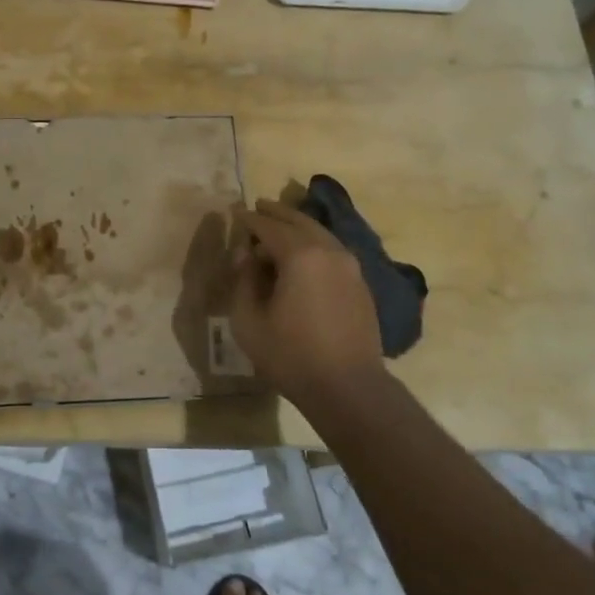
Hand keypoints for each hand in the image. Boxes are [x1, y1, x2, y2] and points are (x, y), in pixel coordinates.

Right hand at [229, 198, 385, 406]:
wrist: (348, 387)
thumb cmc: (291, 355)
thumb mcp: (248, 320)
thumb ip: (243, 280)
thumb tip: (246, 256)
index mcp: (300, 255)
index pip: (268, 226)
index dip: (249, 220)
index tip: (235, 213)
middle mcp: (328, 251)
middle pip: (299, 221)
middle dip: (276, 212)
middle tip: (258, 206)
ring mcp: (350, 266)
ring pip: (320, 233)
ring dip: (298, 226)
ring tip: (279, 226)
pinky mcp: (360, 283)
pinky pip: (332, 250)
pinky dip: (314, 243)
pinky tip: (303, 255)